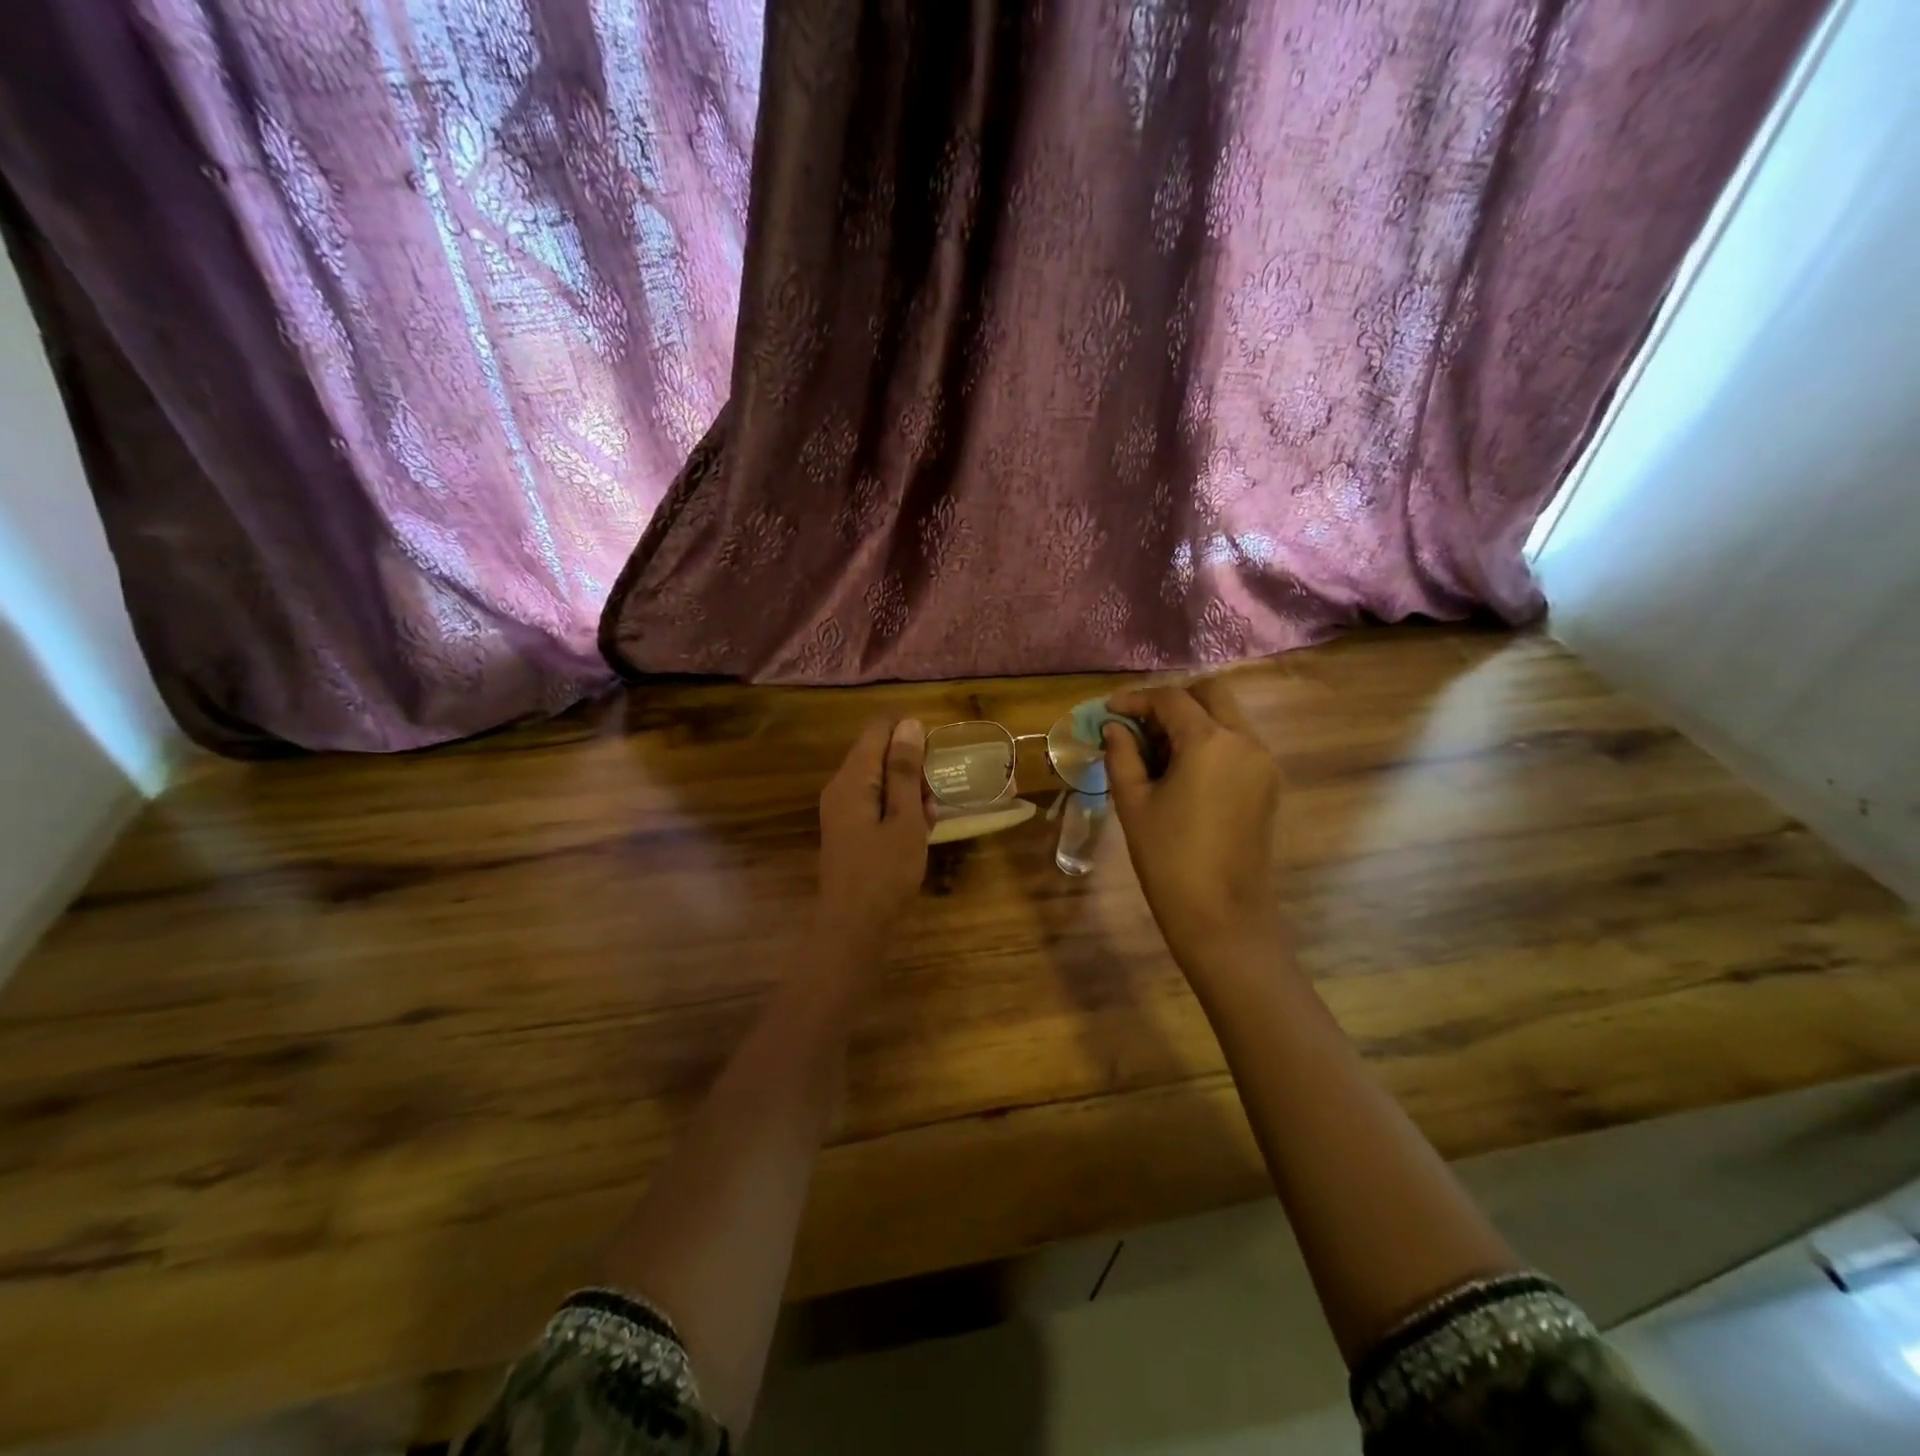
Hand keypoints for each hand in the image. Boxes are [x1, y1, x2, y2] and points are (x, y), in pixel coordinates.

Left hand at [816, 717, 930, 950]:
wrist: (853, 928)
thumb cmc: (884, 873)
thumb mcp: (904, 819)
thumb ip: (905, 771)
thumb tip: (910, 724)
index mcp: (852, 778)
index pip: (878, 728)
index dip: (910, 732)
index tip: (936, 754)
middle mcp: (842, 787)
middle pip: (879, 753)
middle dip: (913, 766)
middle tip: (936, 793)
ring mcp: (843, 810)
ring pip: (881, 780)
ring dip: (909, 791)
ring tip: (931, 816)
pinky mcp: (850, 830)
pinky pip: (877, 804)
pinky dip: (899, 810)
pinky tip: (920, 831)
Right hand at [1104, 679, 1282, 969]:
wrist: (1221, 915)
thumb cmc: (1168, 858)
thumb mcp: (1133, 803)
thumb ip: (1122, 755)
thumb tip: (1114, 728)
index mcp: (1210, 742)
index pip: (1171, 699)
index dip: (1136, 700)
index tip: (1109, 712)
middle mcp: (1245, 741)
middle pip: (1211, 694)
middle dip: (1172, 701)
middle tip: (1139, 726)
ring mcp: (1263, 763)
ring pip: (1228, 717)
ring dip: (1193, 720)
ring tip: (1155, 751)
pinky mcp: (1268, 785)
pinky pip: (1239, 744)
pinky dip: (1210, 741)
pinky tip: (1182, 770)